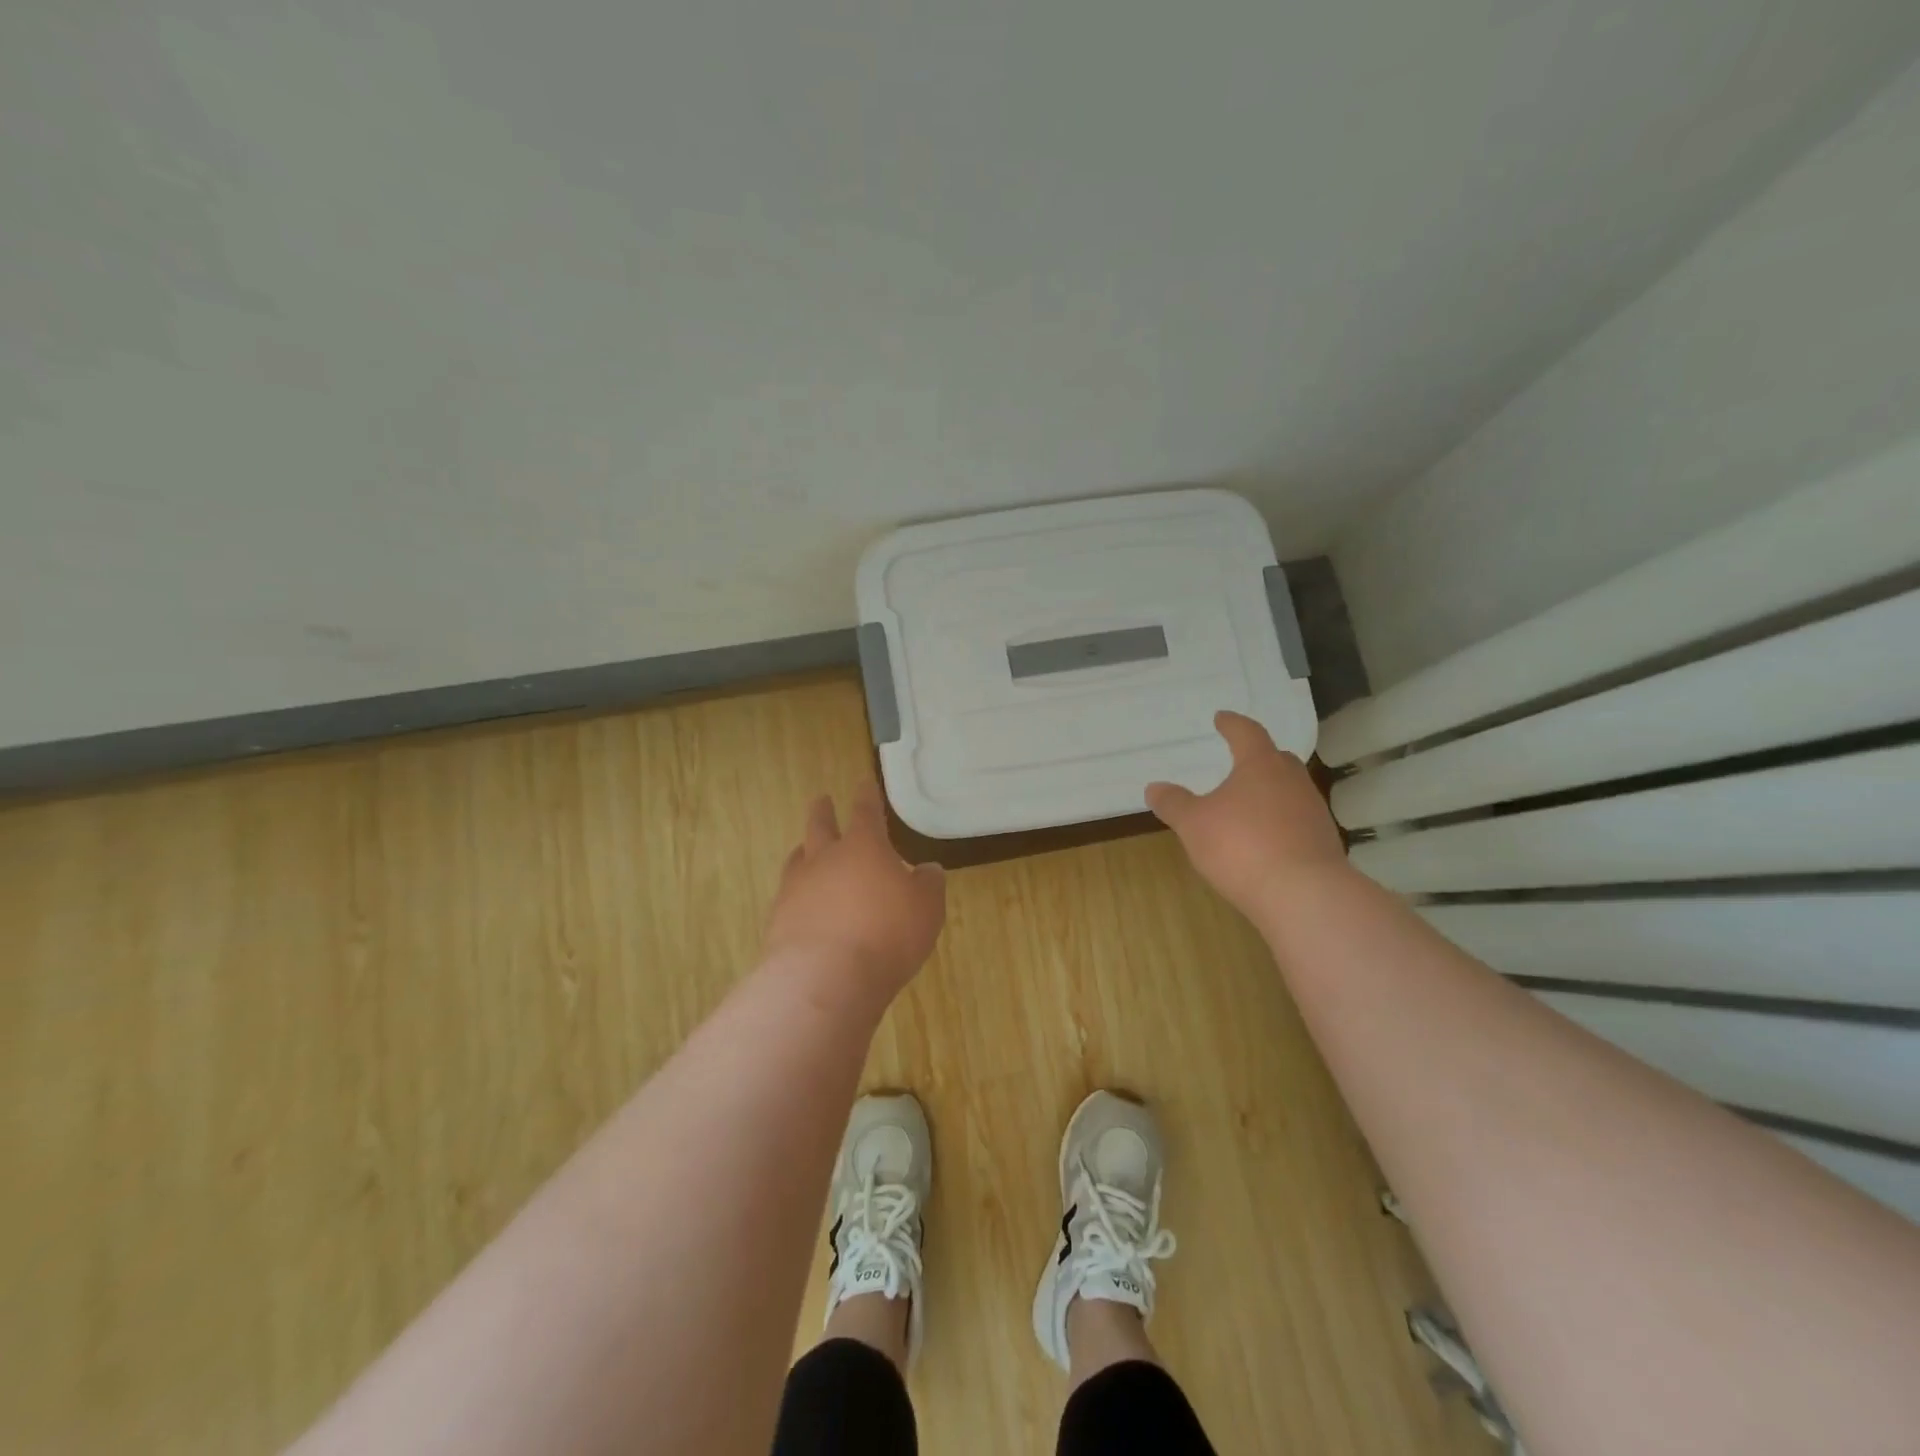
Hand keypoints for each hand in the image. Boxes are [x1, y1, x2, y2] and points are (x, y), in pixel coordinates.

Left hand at [762, 783, 946, 998]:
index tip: (863, 783)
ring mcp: (796, 888)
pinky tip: (802, 904)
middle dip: (823, 811)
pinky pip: (788, 896)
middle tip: (821, 800)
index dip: (867, 796)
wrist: (824, 978)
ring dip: (804, 851)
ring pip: (797, 859)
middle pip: (820, 826)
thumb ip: (928, 885)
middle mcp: (825, 859)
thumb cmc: (886, 934)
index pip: (865, 811)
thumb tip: (927, 870)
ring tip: (804, 849)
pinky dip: (797, 894)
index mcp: (863, 847)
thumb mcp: (926, 909)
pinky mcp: (779, 920)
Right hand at [1145, 711, 1345, 915]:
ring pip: (1290, 790)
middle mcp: (1292, 781)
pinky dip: (1281, 822)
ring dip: (1271, 792)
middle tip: (1240, 760)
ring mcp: (1313, 812)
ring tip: (1249, 804)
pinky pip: (1298, 821)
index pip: (1247, 733)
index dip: (1232, 724)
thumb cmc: (1241, 846)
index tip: (1221, 718)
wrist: (1303, 895)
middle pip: (1277, 759)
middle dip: (1258, 757)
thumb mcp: (1194, 824)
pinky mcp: (1324, 843)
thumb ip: (1174, 803)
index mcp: (1261, 765)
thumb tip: (1154, 787)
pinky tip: (1266, 839)